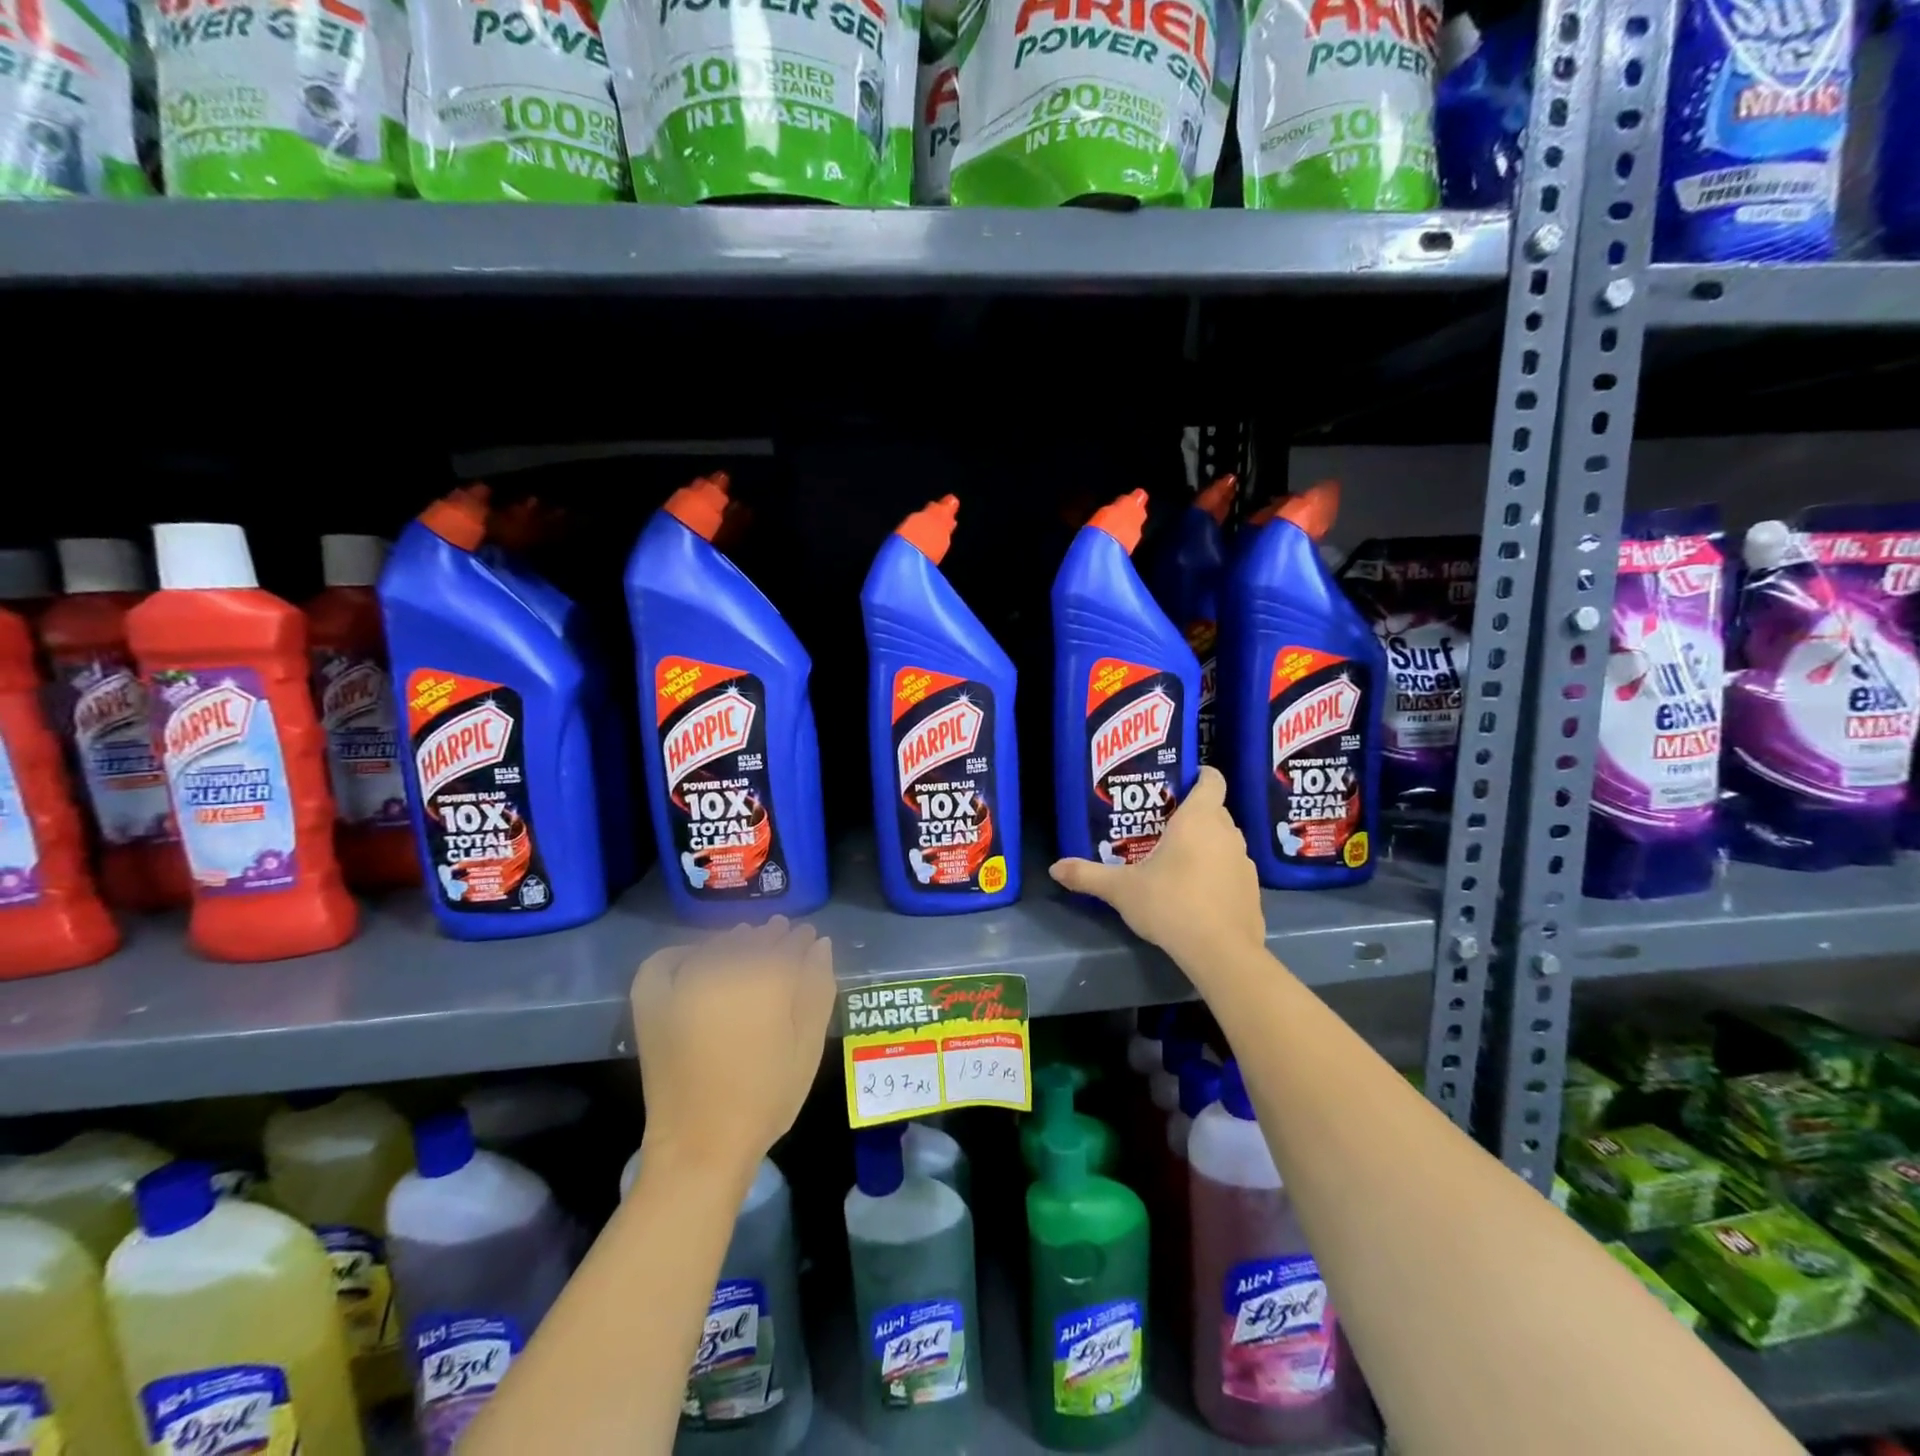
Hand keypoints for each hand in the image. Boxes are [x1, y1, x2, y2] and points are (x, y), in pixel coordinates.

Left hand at [631, 917, 835, 1179]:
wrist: (701, 1145)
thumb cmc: (766, 1097)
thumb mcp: (808, 1045)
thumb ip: (817, 988)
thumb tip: (819, 945)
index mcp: (765, 979)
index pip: (788, 943)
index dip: (801, 939)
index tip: (808, 938)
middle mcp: (722, 969)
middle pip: (752, 939)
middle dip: (771, 936)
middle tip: (782, 938)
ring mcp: (683, 983)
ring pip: (715, 945)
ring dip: (735, 941)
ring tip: (748, 947)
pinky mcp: (653, 1003)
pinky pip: (665, 961)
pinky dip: (682, 952)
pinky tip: (697, 957)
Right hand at [1050, 766, 1264, 970]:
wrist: (1220, 952)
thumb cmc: (1170, 904)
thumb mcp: (1121, 890)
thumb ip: (1087, 875)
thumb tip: (1054, 868)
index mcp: (1199, 819)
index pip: (1212, 779)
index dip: (1199, 776)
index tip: (1178, 785)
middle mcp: (1227, 832)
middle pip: (1214, 810)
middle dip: (1191, 815)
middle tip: (1161, 827)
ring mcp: (1244, 862)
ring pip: (1224, 841)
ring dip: (1206, 845)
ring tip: (1177, 861)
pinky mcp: (1252, 890)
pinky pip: (1232, 869)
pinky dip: (1217, 873)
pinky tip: (1196, 893)